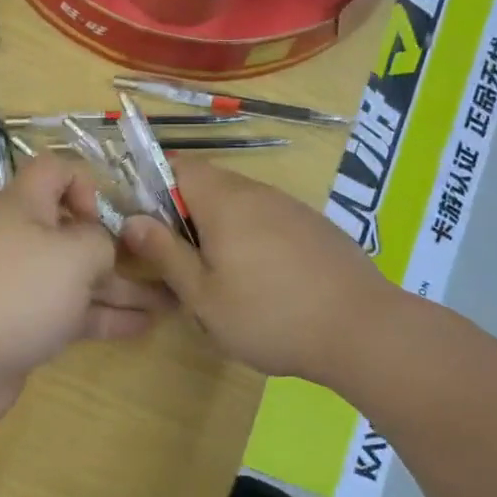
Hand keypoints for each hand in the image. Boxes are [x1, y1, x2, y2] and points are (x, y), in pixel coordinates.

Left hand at [0, 156, 172, 429]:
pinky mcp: (27, 324)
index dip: (84, 183)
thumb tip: (101, 251)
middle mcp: (23, 239)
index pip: (54, 171)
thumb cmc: (20, 291)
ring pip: (80, 277)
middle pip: (74, 229)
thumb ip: (101, 242)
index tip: (104, 217)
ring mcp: (24, 285)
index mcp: (25, 206)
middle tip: (161, 261)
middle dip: (118, 245)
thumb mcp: (75, 253)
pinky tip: (146, 326)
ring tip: (172, 301)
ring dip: (123, 287)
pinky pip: (73, 312)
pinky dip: (107, 316)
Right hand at [121, 160, 407, 386]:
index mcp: (224, 200)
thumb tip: (131, 220)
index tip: (147, 228)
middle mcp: (257, 192)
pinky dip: (252, 241)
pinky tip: (264, 284)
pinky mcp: (314, 228)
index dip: (152, 188)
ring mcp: (290, 207)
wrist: (365, 331)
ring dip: (219, 231)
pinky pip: (267, 221)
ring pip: (238, 206)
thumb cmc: (270, 314)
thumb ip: (165, 253)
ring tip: (222, 281)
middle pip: (207, 185)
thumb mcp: (203, 295)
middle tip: (181, 264)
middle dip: (185, 217)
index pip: (176, 165)